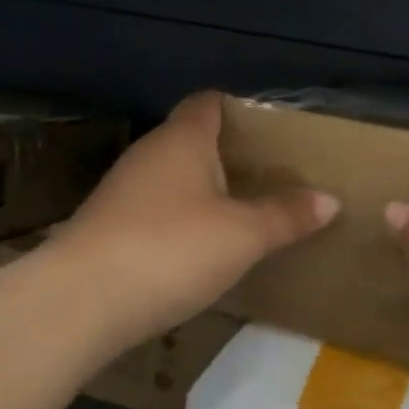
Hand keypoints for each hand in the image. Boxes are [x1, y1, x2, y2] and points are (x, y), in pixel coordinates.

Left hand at [47, 91, 338, 350]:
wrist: (78, 305)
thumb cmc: (171, 249)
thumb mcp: (243, 235)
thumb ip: (287, 215)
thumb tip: (330, 200)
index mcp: (182, 140)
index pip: (209, 103)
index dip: (239, 110)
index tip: (271, 132)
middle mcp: (148, 155)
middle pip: (192, 141)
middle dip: (228, 155)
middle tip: (270, 176)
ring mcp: (122, 193)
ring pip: (172, 179)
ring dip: (203, 191)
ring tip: (243, 212)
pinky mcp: (106, 230)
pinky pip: (155, 211)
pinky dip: (180, 221)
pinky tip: (200, 249)